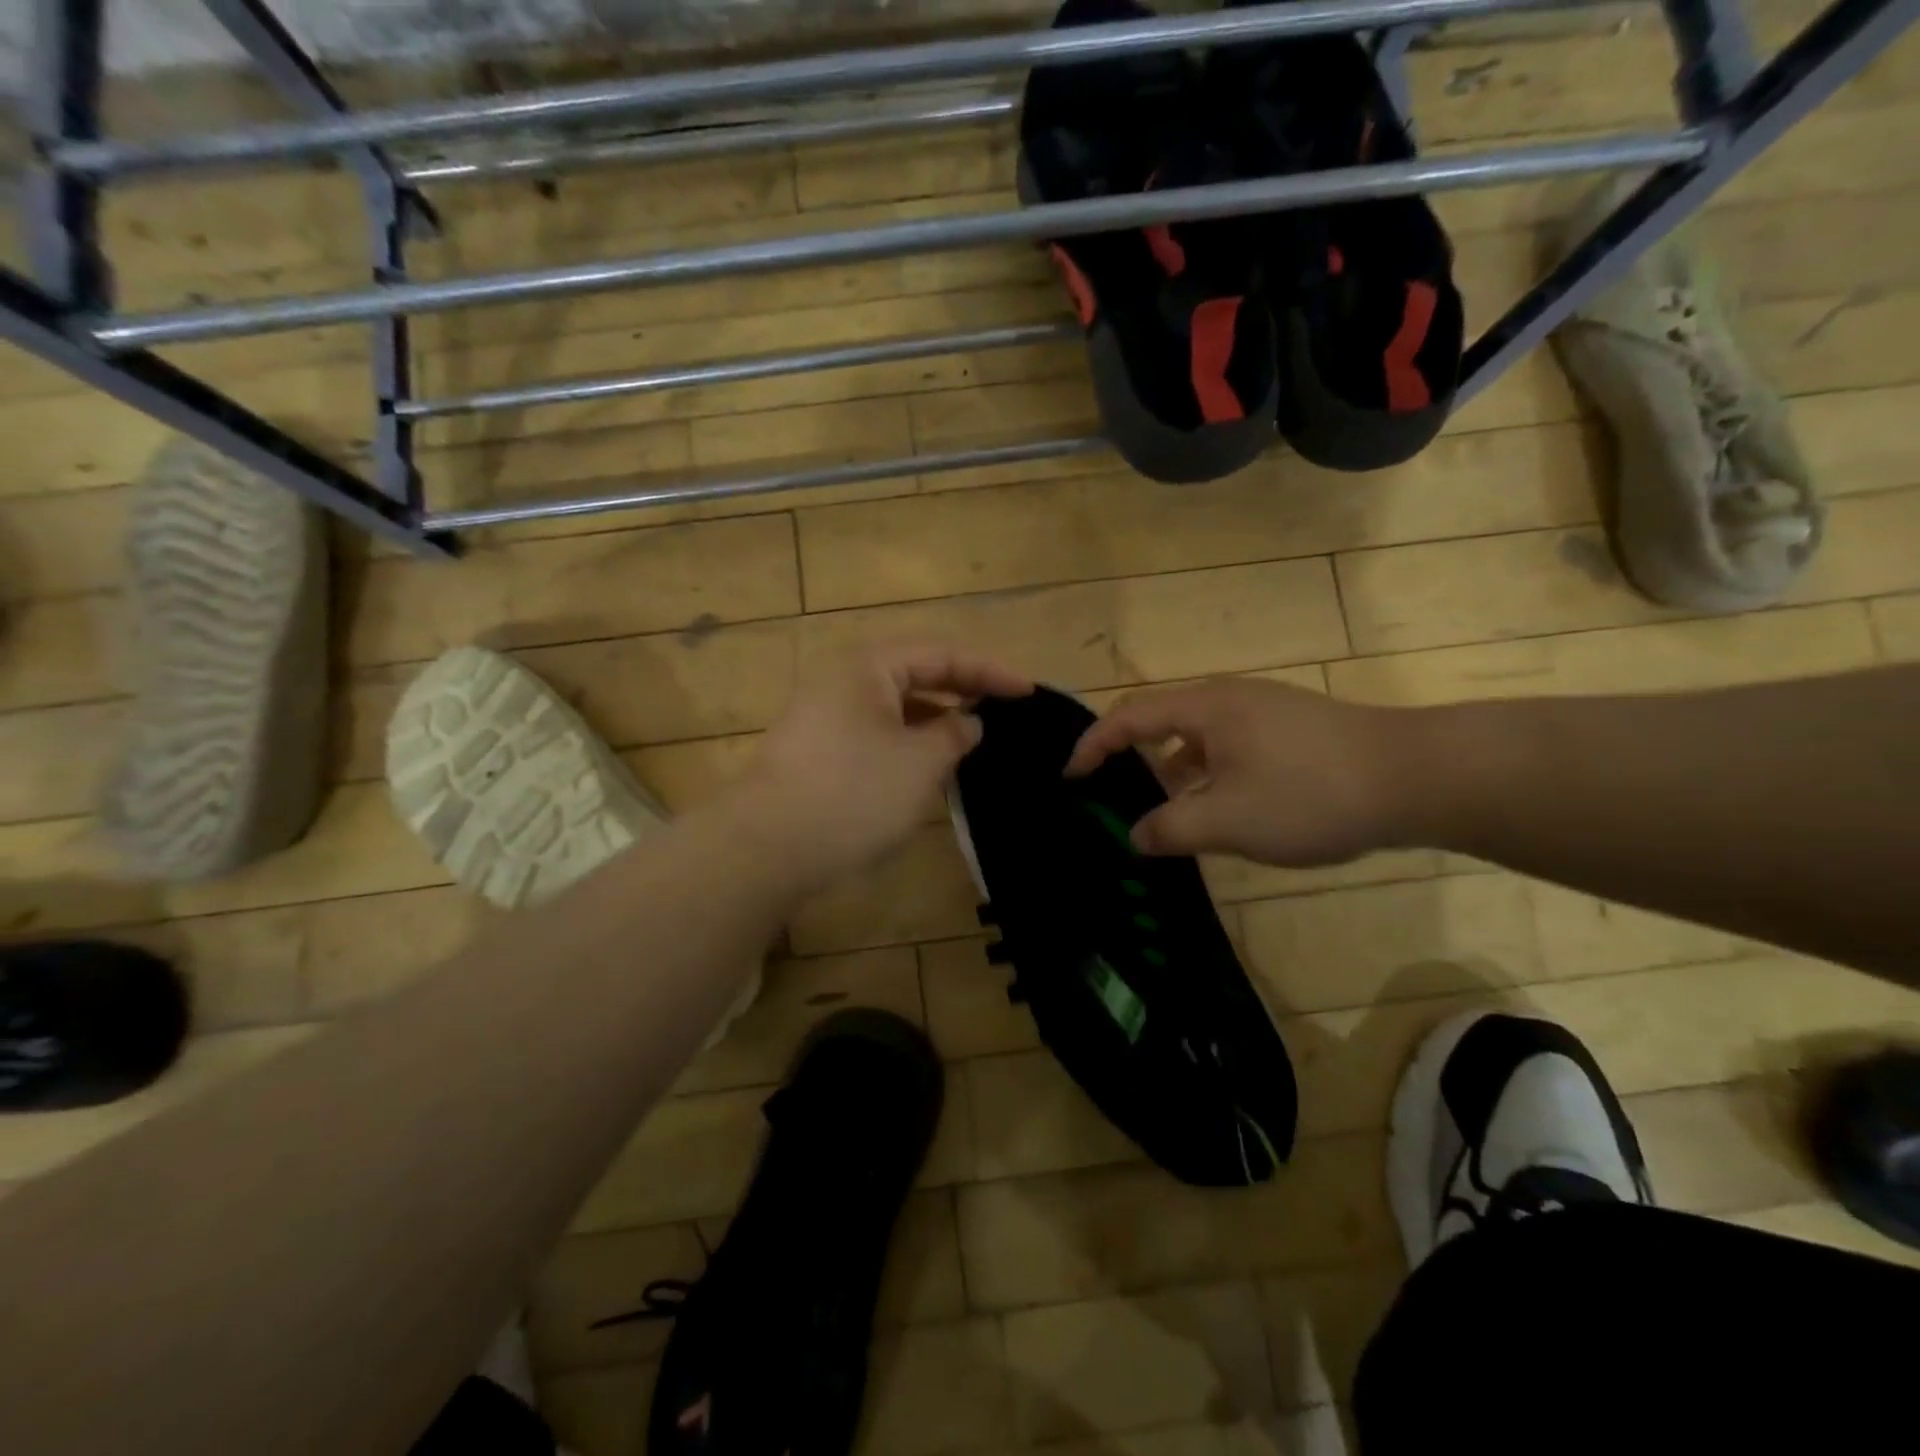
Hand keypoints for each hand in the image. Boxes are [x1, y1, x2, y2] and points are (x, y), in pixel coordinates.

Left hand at [739, 642, 1031, 885]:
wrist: (767, 847)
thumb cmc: (854, 793)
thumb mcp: (920, 763)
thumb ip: (955, 735)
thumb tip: (968, 724)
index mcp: (869, 666)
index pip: (942, 654)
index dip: (989, 671)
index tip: (1028, 693)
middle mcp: (843, 679)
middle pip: (916, 673)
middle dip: (962, 691)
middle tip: (1005, 711)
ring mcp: (825, 714)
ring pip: (895, 706)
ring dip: (935, 719)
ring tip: (974, 741)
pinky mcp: (818, 749)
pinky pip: (876, 731)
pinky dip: (908, 742)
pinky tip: (929, 767)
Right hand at [1064, 677, 1415, 865]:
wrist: (1418, 777)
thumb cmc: (1310, 794)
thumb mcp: (1229, 821)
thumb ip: (1171, 828)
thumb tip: (1135, 835)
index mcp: (1205, 707)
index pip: (1128, 717)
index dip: (1093, 746)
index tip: (1070, 778)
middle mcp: (1229, 697)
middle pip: (1161, 720)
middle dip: (1129, 758)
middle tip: (1109, 795)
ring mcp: (1265, 710)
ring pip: (1198, 737)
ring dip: (1172, 770)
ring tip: (1163, 812)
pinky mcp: (1292, 729)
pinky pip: (1229, 746)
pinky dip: (1208, 773)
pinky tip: (1221, 808)